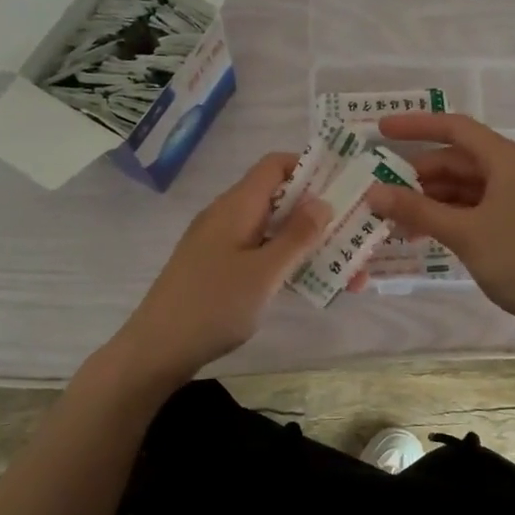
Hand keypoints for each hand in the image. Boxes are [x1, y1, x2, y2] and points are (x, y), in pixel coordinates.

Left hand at [105, 152, 328, 388]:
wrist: (157, 349)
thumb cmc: (213, 305)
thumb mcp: (264, 272)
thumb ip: (296, 236)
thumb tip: (323, 200)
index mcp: (237, 206)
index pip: (275, 165)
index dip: (310, 167)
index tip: (345, 185)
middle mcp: (229, 216)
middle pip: (279, 198)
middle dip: (319, 212)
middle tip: (357, 230)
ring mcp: (221, 243)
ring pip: (273, 230)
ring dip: (308, 242)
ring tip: (349, 266)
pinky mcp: (219, 268)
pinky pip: (260, 252)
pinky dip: (287, 261)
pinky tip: (314, 282)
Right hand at [368, 113, 514, 329]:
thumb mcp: (464, 233)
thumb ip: (417, 209)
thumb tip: (372, 192)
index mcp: (510, 160)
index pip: (457, 129)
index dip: (417, 126)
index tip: (382, 130)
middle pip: (460, 160)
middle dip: (420, 175)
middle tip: (382, 192)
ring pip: (467, 187)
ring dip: (432, 199)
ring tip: (396, 219)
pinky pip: (477, 208)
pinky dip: (450, 216)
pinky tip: (424, 234)